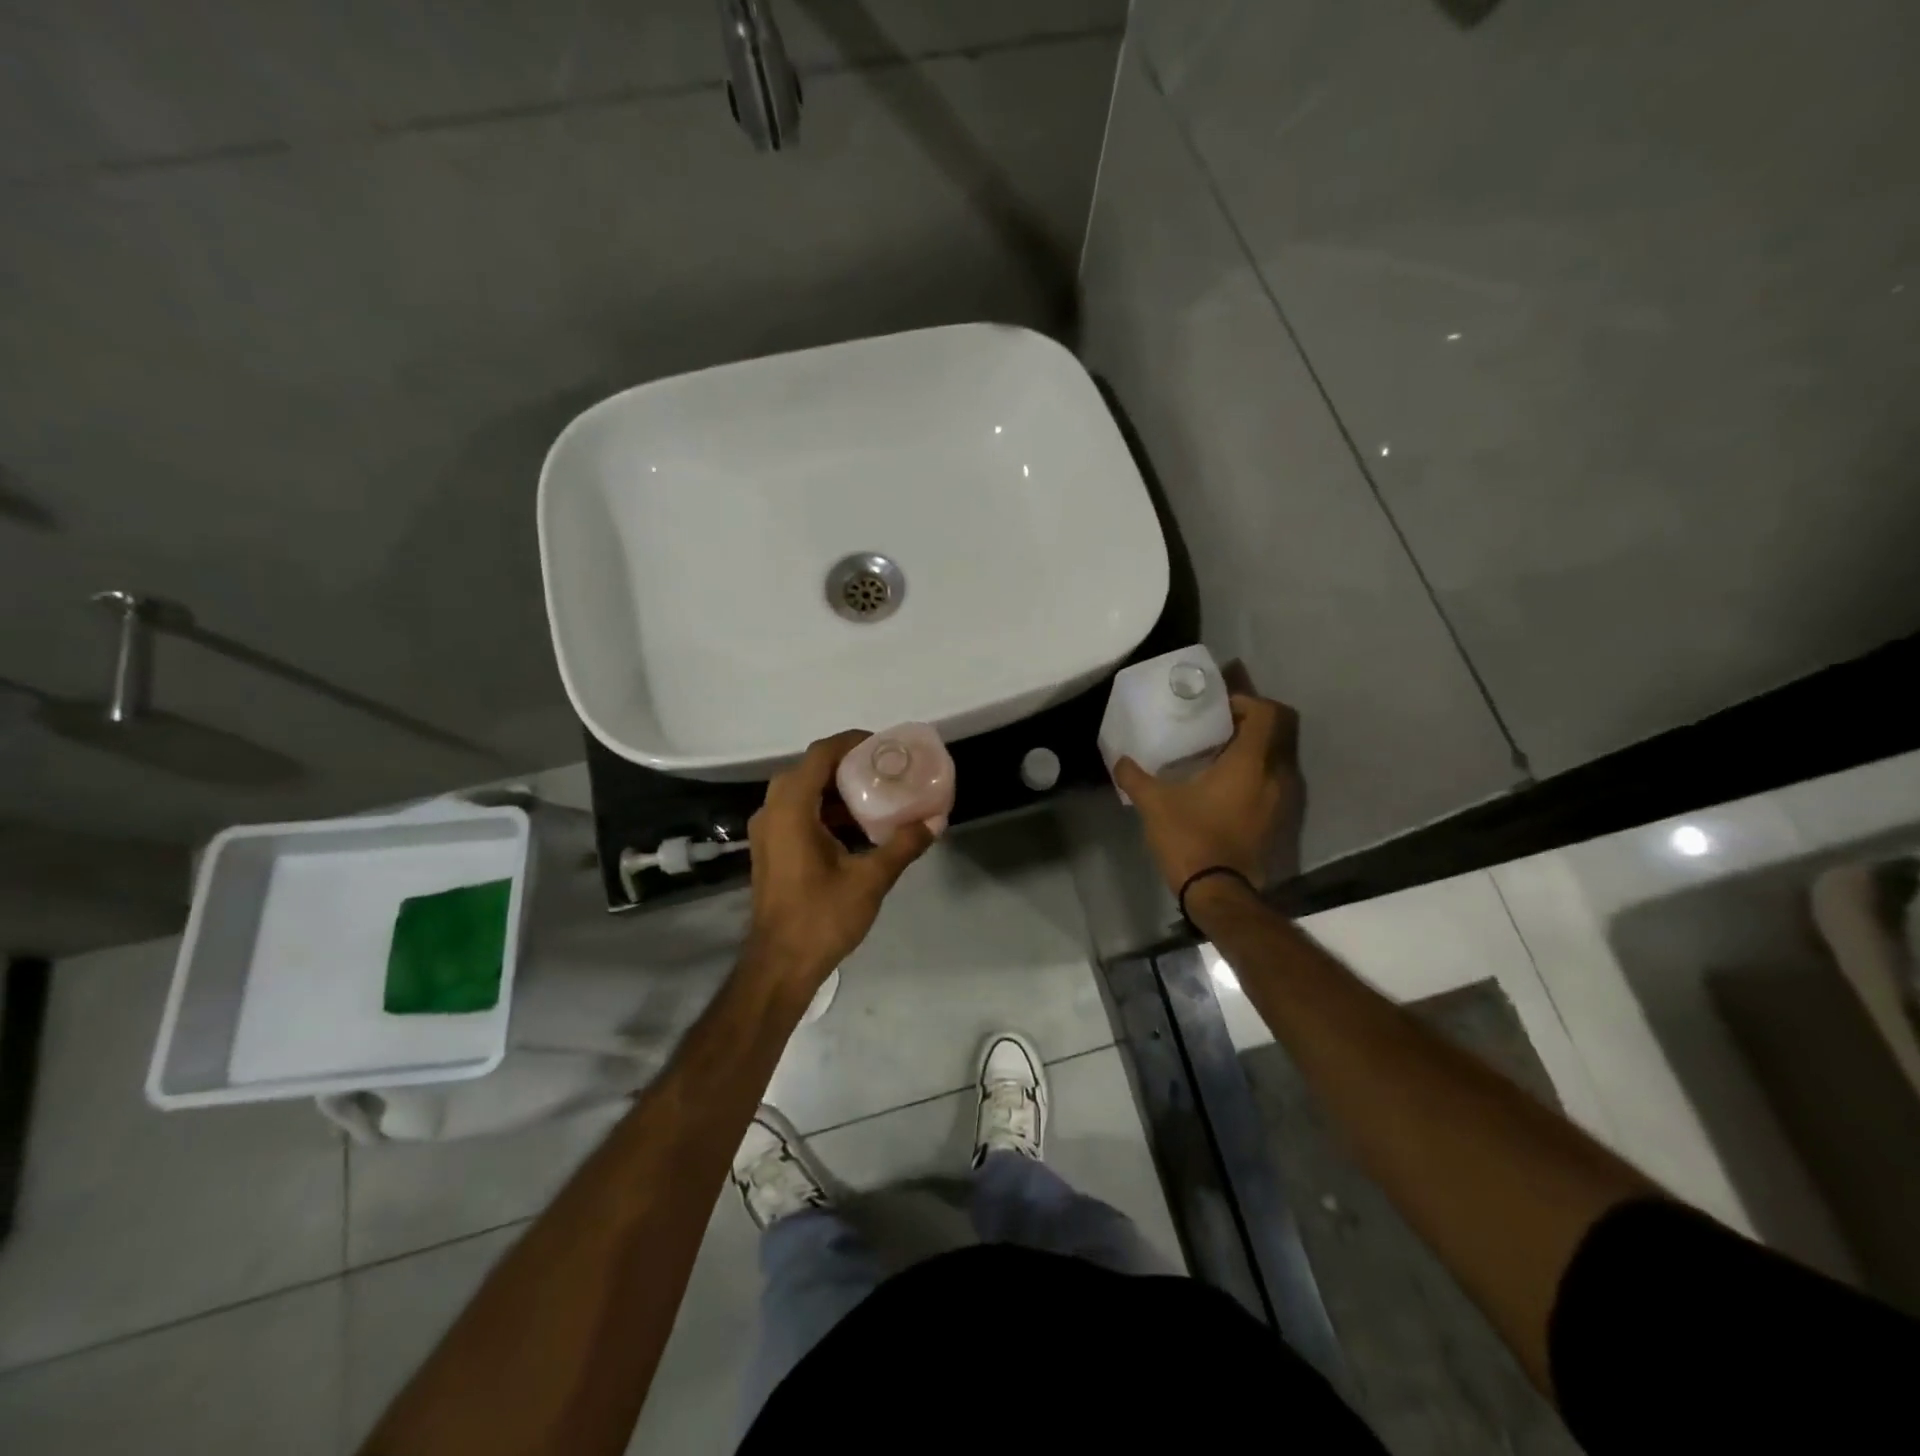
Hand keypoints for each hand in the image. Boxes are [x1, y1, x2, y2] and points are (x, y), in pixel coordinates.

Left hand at [744, 730, 935, 990]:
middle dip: (847, 764)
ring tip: (876, 795)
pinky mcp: (770, 848)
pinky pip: (797, 812)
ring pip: (802, 791)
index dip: (852, 742)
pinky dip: (824, 809)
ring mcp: (767, 831)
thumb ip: (903, 845)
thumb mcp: (870, 879)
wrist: (779, 965)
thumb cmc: (821, 917)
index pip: (820, 755)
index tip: (884, 745)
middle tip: (884, 769)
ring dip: (836, 789)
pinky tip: (855, 827)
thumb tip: (935, 821)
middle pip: (810, 769)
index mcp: (792, 809)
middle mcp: (772, 811)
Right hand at [1113, 692, 1303, 894]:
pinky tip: (1220, 787)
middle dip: (1246, 725)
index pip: (1265, 713)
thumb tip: (1119, 761)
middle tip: (1213, 727)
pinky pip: (1268, 784)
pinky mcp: (1275, 822)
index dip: (1245, 702)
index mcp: (1249, 763)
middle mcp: (1273, 776)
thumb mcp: (1154, 803)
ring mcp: (1279, 801)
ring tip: (1214, 756)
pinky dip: (1251, 776)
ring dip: (1249, 752)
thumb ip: (1134, 776)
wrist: (1218, 893)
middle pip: (1273, 734)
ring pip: (1272, 760)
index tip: (1218, 708)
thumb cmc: (1190, 838)